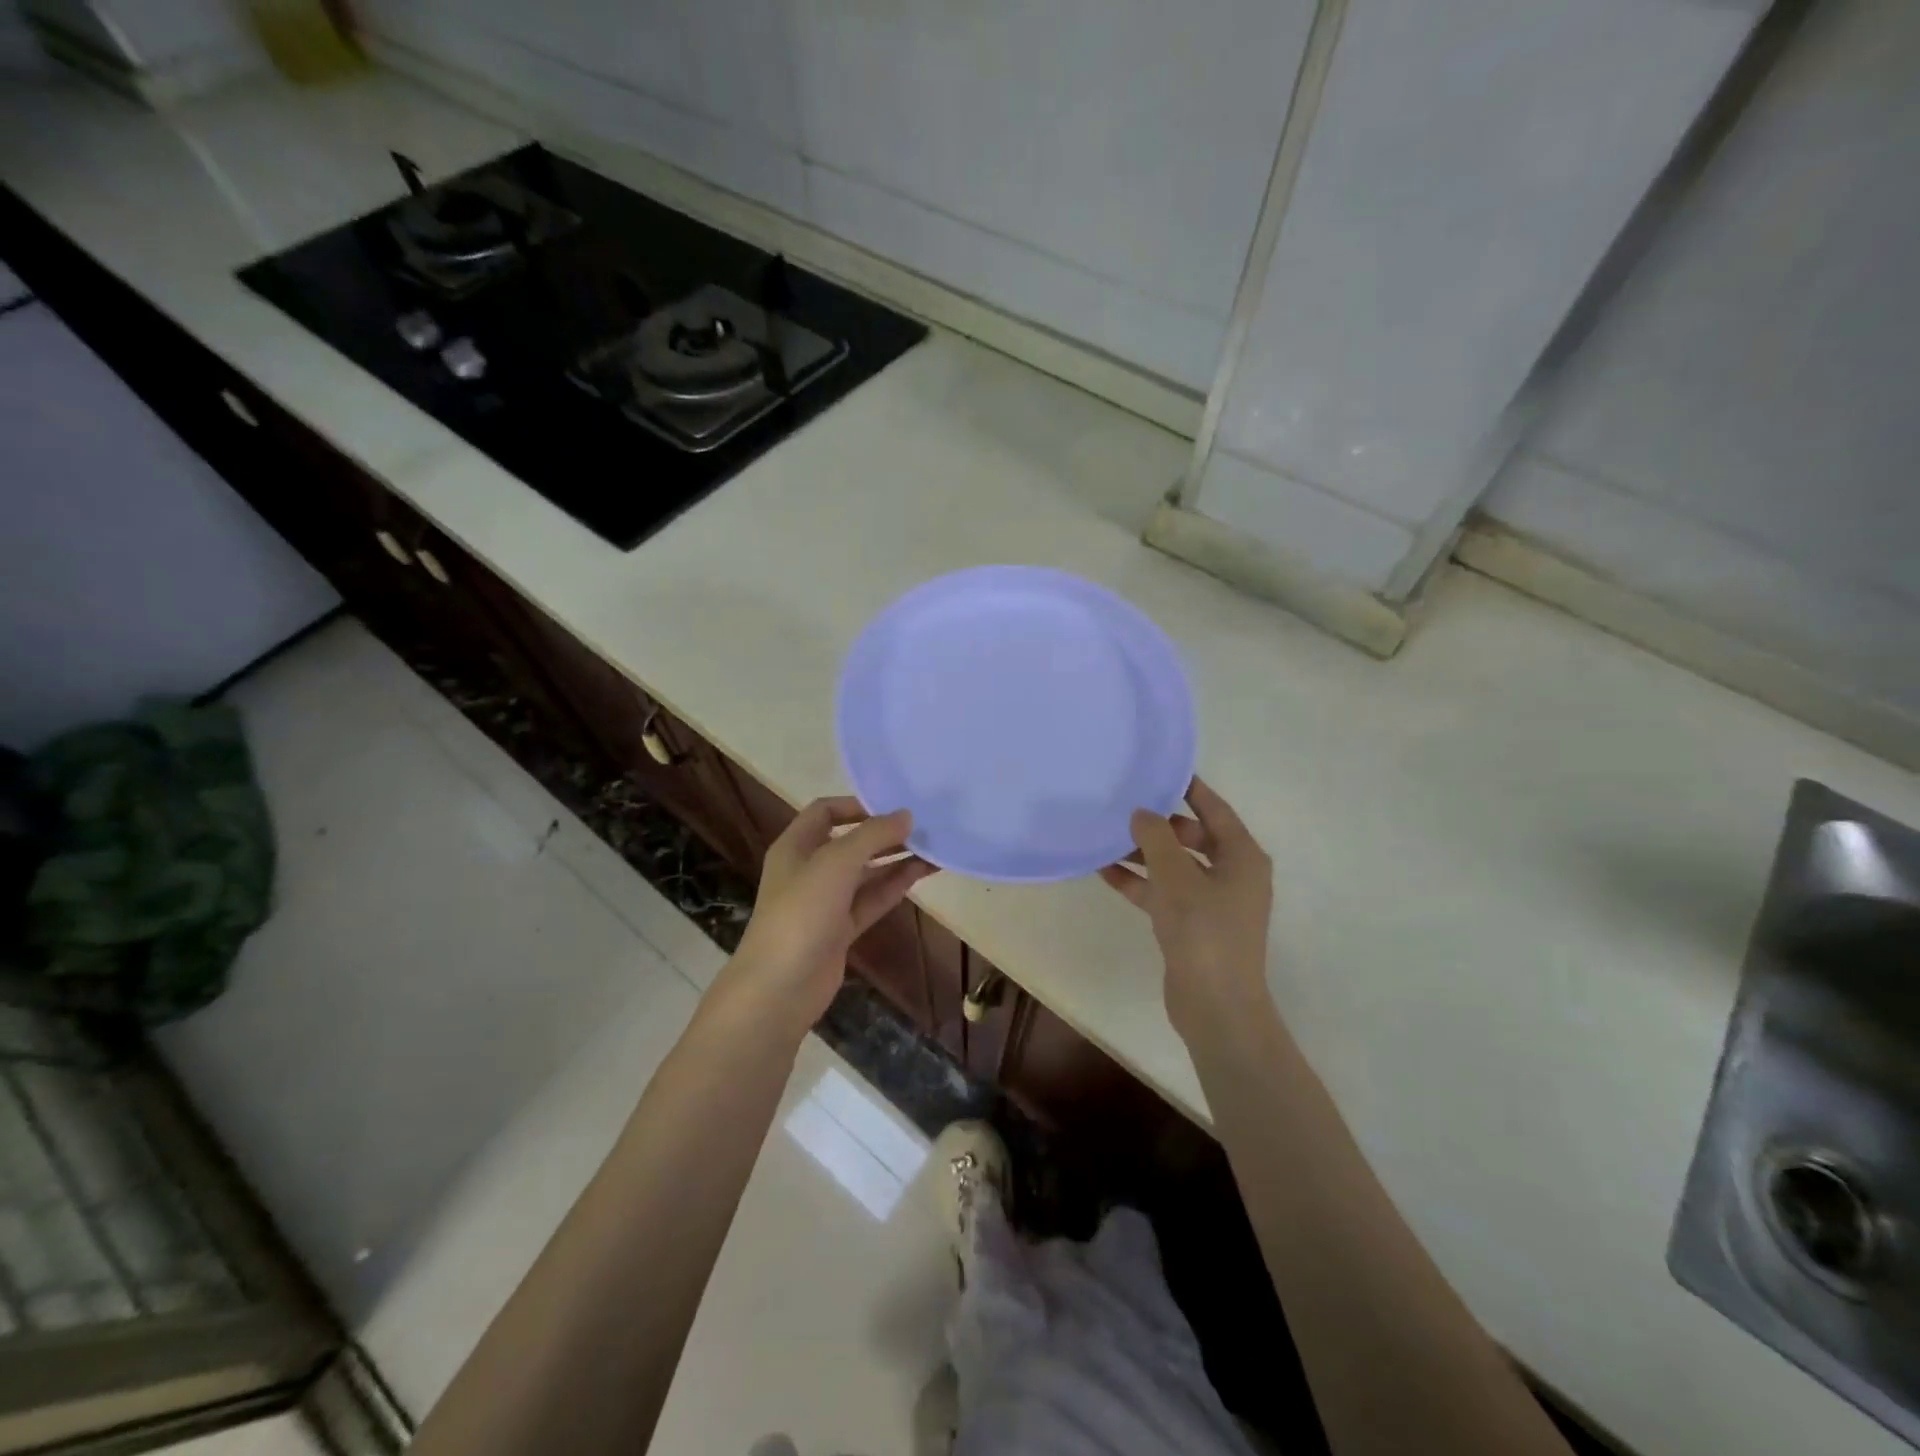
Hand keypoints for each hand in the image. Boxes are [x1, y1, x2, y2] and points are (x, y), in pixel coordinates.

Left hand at [720, 797, 936, 1034]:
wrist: (779, 988)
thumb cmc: (801, 914)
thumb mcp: (836, 863)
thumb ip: (872, 835)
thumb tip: (906, 815)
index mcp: (795, 846)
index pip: (825, 812)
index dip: (856, 804)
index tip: (893, 804)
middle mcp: (809, 869)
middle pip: (850, 841)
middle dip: (884, 833)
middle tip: (923, 825)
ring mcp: (825, 902)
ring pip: (865, 872)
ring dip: (895, 858)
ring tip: (934, 847)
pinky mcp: (841, 929)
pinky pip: (872, 899)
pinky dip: (895, 885)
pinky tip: (922, 872)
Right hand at [1099, 776, 1273, 1039]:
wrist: (1215, 1006)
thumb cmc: (1205, 932)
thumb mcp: (1177, 878)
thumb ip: (1157, 839)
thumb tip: (1142, 812)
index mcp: (1242, 857)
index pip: (1215, 809)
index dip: (1190, 788)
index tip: (1159, 769)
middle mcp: (1232, 874)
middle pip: (1193, 836)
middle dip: (1159, 824)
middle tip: (1123, 805)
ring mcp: (1212, 902)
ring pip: (1174, 865)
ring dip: (1144, 853)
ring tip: (1106, 835)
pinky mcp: (1191, 925)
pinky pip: (1163, 892)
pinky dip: (1139, 882)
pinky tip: (1104, 871)